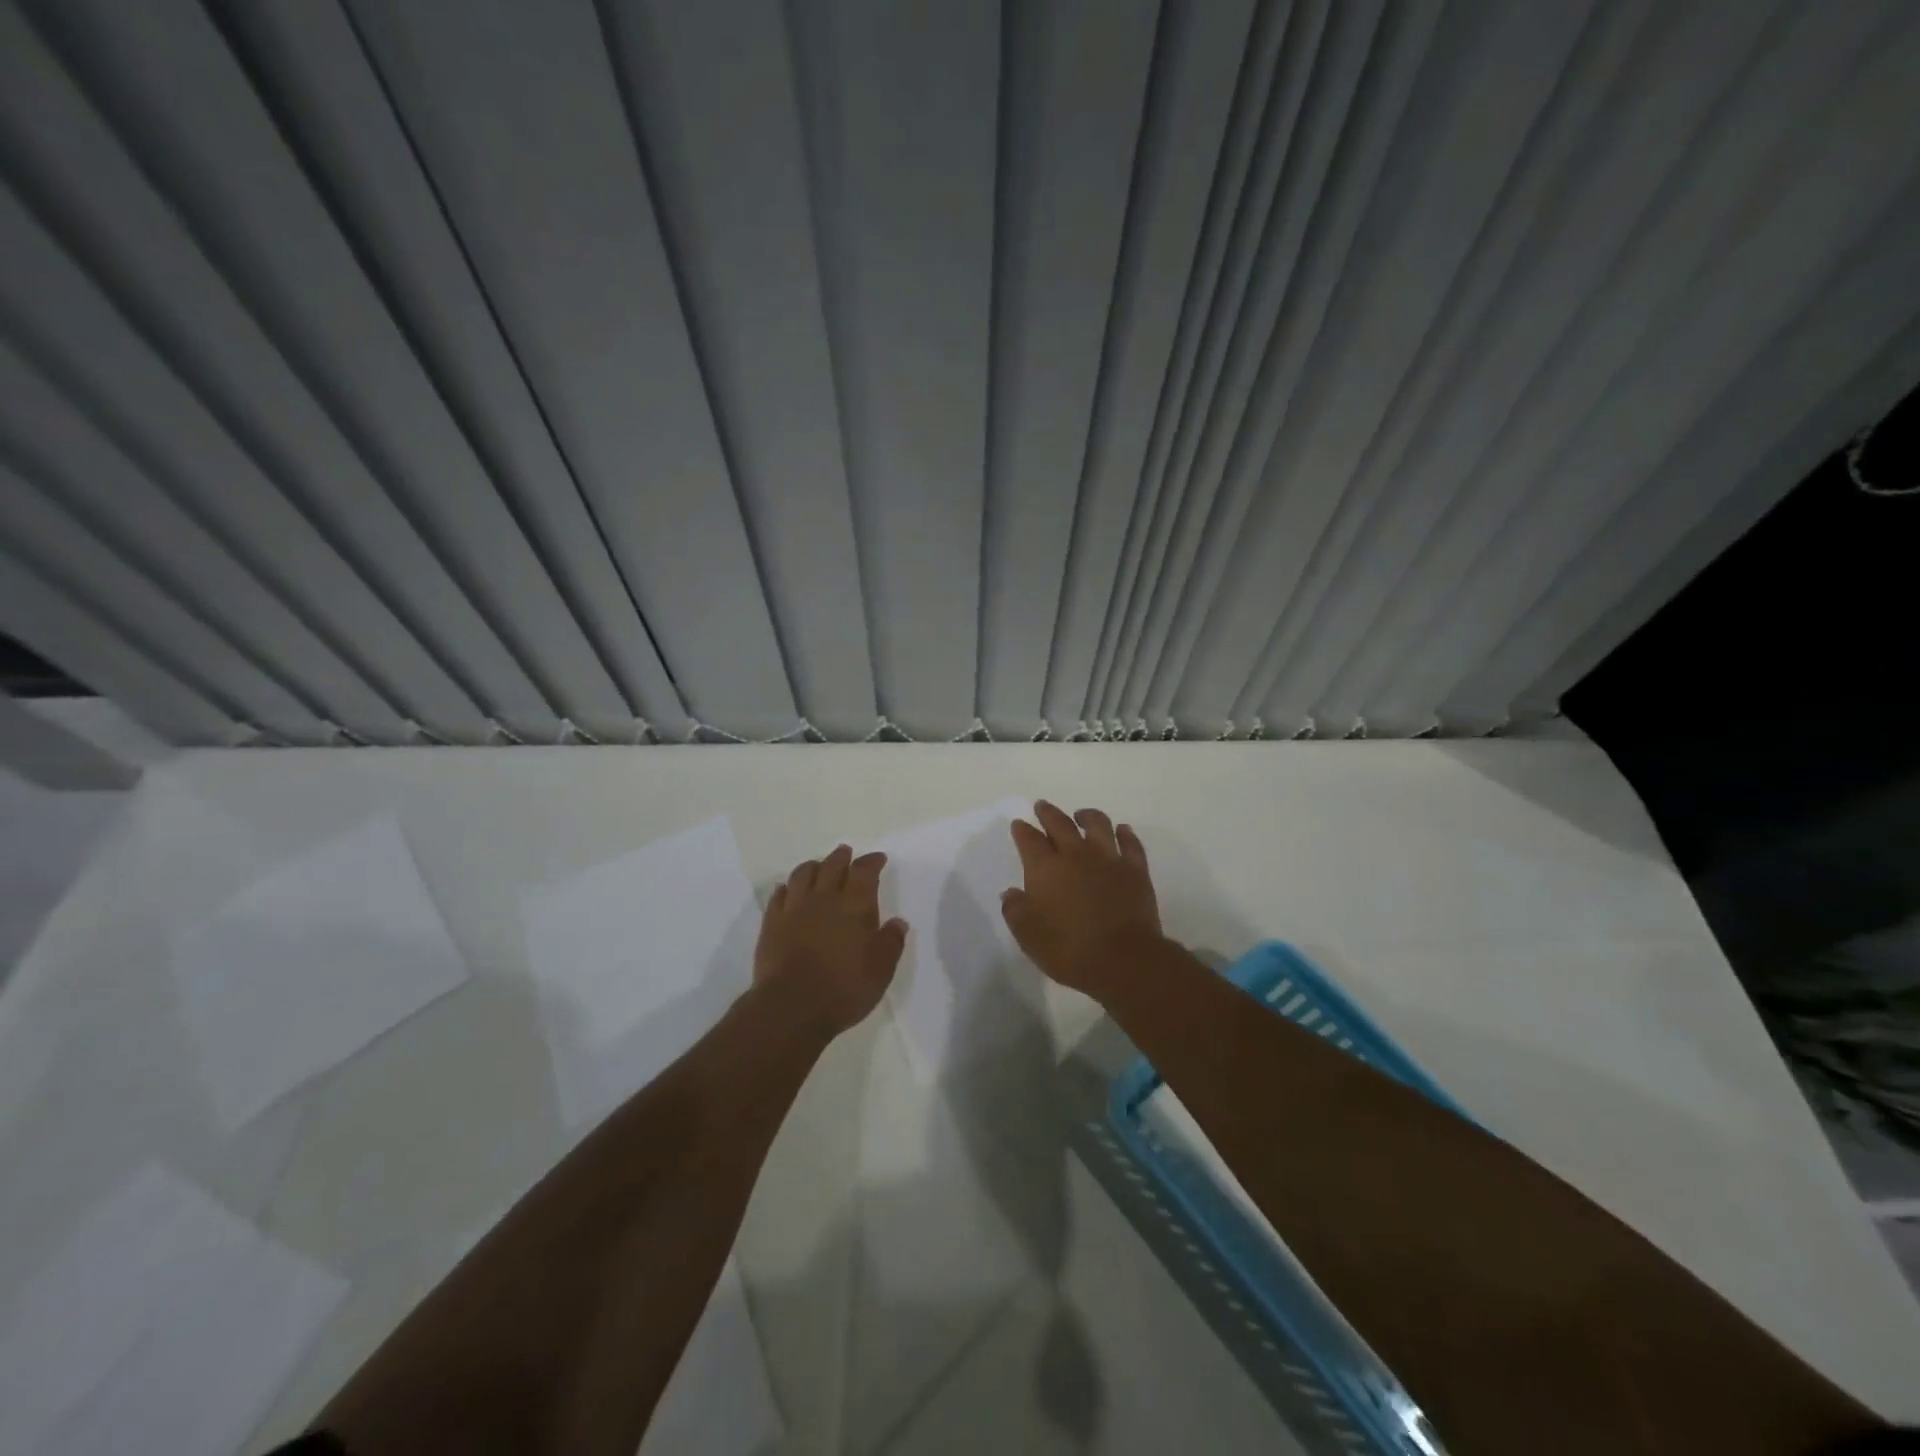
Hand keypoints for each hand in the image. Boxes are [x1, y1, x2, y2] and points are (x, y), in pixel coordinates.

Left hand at [754, 844, 906, 1036]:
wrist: (791, 1007)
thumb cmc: (844, 988)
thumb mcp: (881, 970)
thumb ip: (891, 942)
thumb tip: (898, 922)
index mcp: (855, 905)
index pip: (864, 870)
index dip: (872, 861)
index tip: (878, 859)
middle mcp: (824, 898)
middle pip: (832, 865)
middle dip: (841, 857)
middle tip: (846, 853)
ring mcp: (794, 909)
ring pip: (802, 874)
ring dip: (813, 866)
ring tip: (818, 866)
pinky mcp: (771, 923)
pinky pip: (778, 895)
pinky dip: (786, 888)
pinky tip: (788, 890)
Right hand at [1001, 801, 1163, 995]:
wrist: (1123, 960)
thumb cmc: (1069, 950)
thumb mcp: (1028, 936)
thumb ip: (1015, 910)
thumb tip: (1011, 893)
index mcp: (1045, 869)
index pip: (1029, 840)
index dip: (1022, 830)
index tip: (1018, 824)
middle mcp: (1075, 855)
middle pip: (1060, 824)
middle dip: (1048, 813)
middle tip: (1042, 806)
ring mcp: (1108, 859)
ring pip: (1097, 824)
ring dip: (1087, 816)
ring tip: (1081, 814)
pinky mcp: (1135, 870)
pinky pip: (1131, 843)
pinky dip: (1125, 834)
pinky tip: (1122, 830)